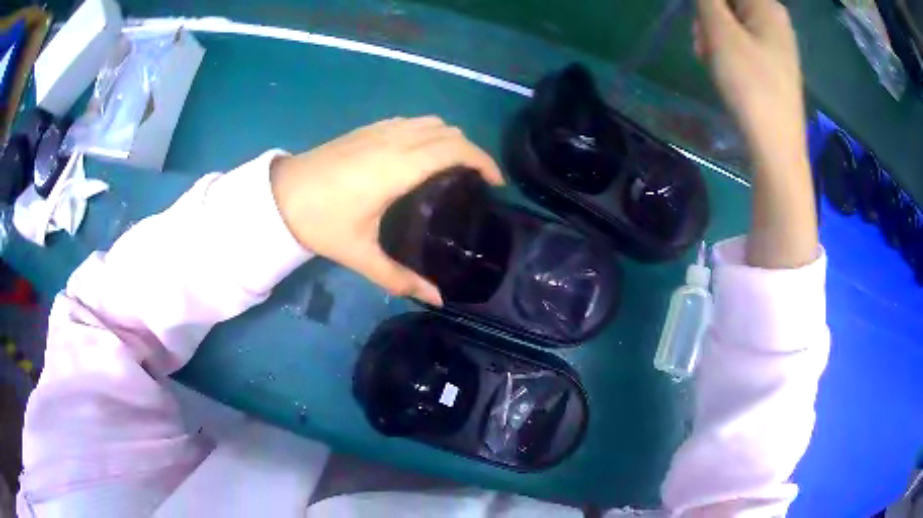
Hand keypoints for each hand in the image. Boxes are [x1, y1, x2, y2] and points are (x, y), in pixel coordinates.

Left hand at [270, 116, 502, 304]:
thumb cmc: (321, 222)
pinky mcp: (366, 129)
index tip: (496, 183)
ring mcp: (380, 130)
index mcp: (399, 167)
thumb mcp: (361, 255)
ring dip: (450, 139)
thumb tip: (437, 300)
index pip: (456, 149)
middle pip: (449, 132)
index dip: (483, 161)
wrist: (279, 195)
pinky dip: (428, 132)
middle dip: (472, 150)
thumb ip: (400, 278)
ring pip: (430, 122)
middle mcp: (395, 141)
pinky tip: (420, 155)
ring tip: (454, 167)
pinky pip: (410, 121)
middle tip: (477, 180)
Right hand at [694, 0, 804, 163]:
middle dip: (709, 19)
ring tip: (711, 61)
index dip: (707, 5)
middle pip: (729, 3)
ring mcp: (776, 44)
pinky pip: (743, 43)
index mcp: (768, 6)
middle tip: (702, 44)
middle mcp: (775, 20)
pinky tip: (724, 70)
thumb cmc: (751, 85)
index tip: (701, 25)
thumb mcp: (721, 32)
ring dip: (714, 36)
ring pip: (733, 23)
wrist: (776, 148)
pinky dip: (727, 51)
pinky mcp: (773, 64)